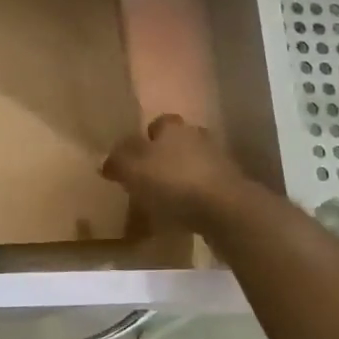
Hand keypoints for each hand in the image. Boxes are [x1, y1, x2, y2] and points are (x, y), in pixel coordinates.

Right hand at [101, 114, 251, 229]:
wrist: (226, 209)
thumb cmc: (174, 182)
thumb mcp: (133, 169)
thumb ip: (117, 161)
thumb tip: (108, 160)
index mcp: (173, 128)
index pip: (157, 124)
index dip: (144, 139)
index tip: (133, 159)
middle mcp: (198, 137)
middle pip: (177, 143)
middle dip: (164, 158)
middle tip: (147, 179)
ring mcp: (218, 162)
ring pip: (192, 165)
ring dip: (180, 178)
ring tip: (164, 200)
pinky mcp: (231, 187)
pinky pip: (205, 188)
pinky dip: (194, 197)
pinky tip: (183, 214)